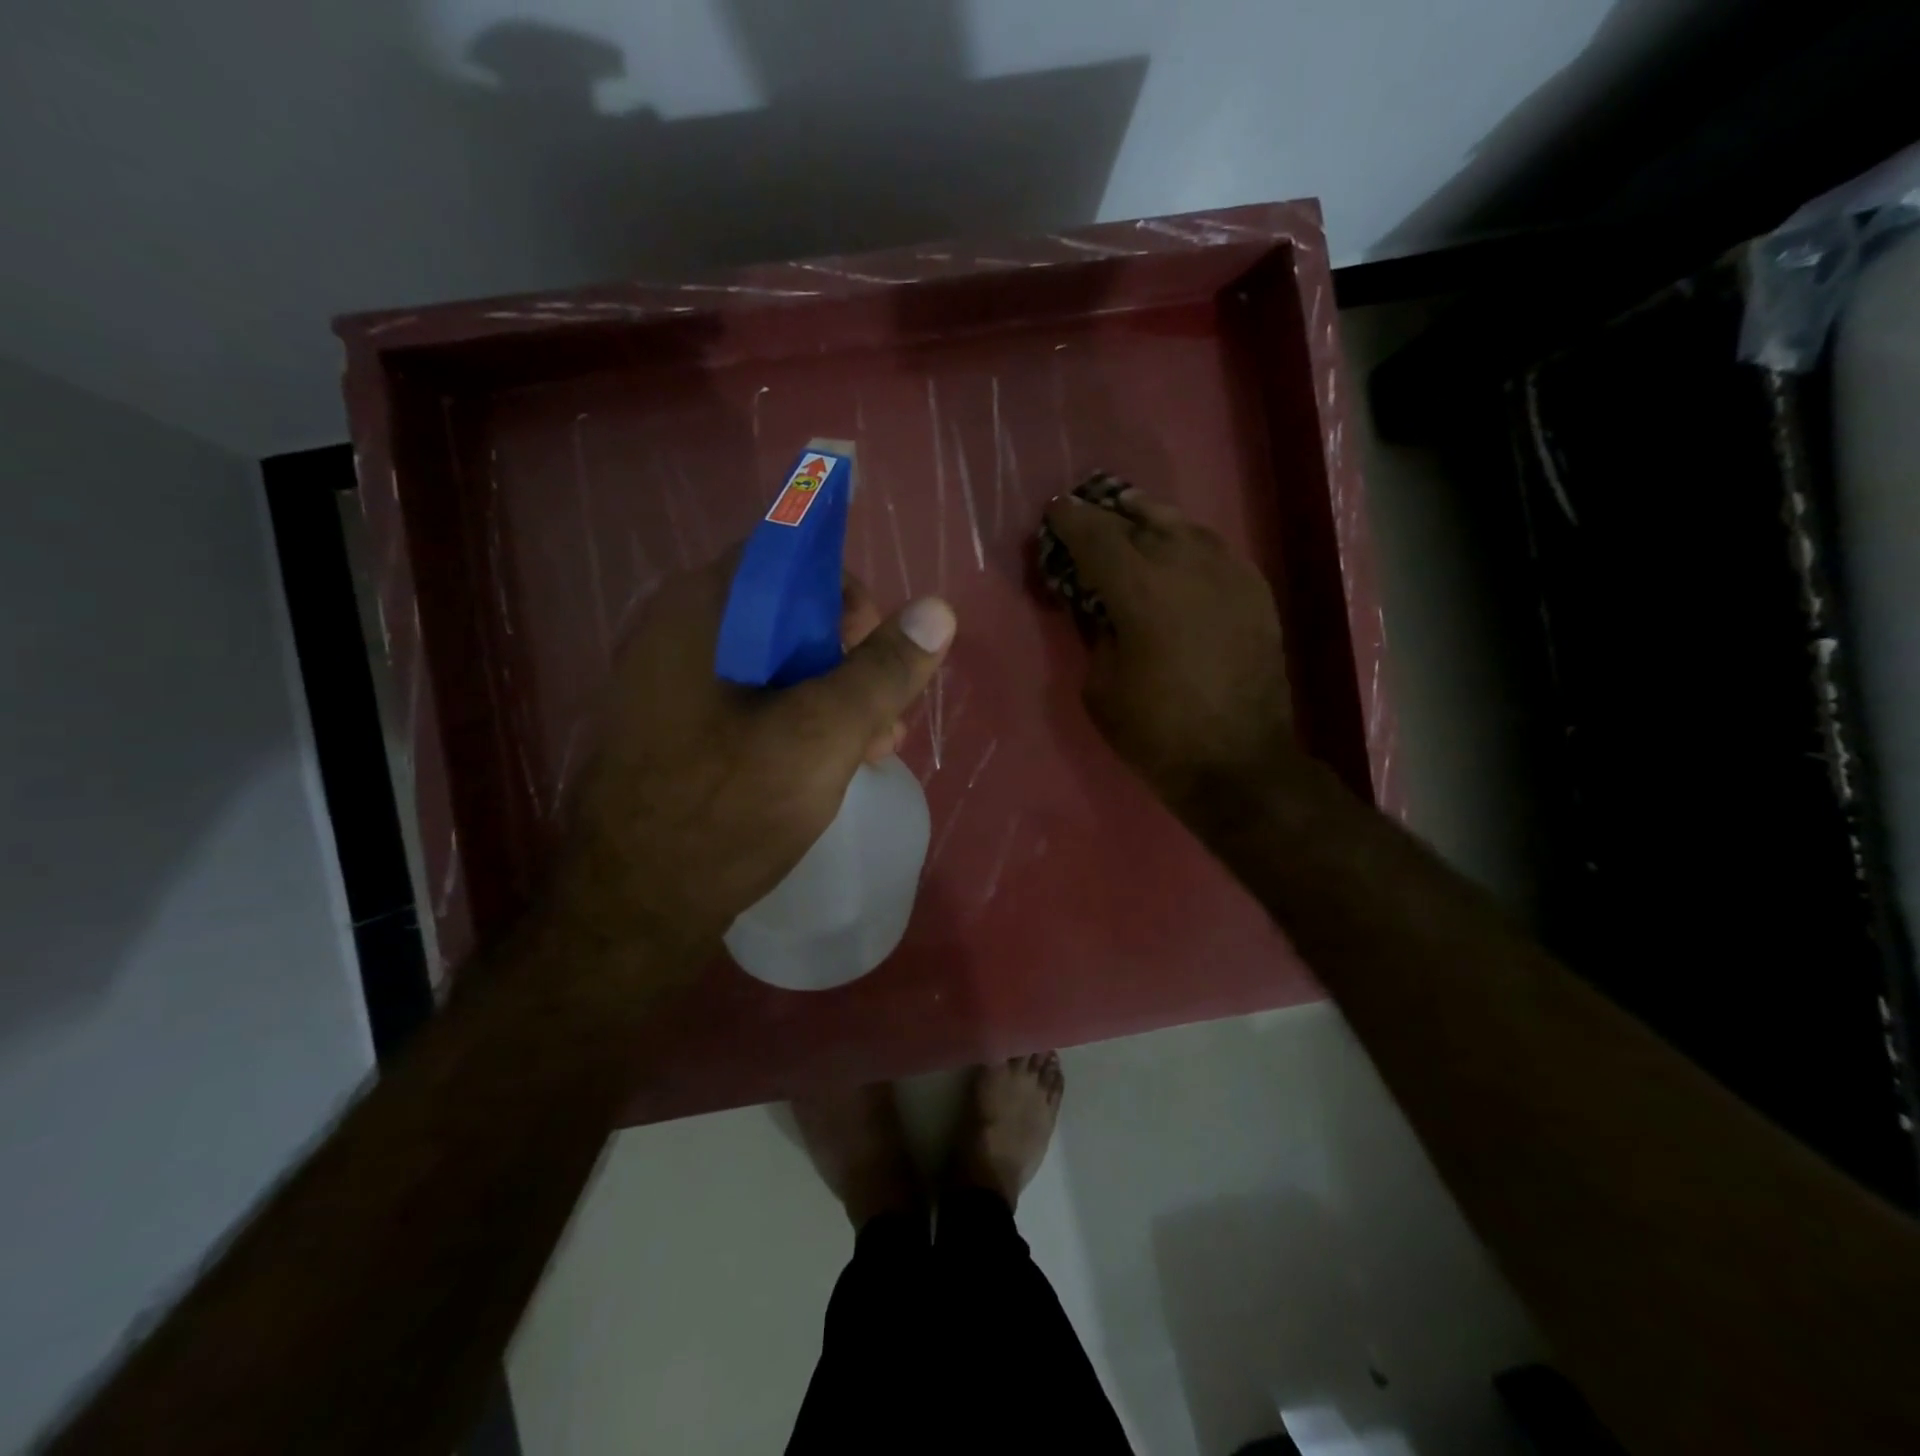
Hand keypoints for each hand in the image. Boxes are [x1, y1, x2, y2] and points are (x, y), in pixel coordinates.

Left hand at [548, 557, 954, 972]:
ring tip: (875, 746)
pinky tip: (833, 763)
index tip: (878, 645)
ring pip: (774, 663)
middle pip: (785, 612)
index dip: (845, 591)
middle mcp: (678, 632)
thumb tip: (939, 609)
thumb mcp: (823, 735)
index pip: (787, 554)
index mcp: (702, 611)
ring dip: (833, 694)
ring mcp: (672, 685)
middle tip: (884, 710)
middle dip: (849, 656)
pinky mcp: (678, 730)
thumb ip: (883, 670)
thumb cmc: (726, 812)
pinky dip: (798, 720)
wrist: (632, 912)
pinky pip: (751, 702)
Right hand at [1041, 485, 1290, 808]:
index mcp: (1140, 589)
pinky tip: (1176, 551)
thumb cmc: (1156, 732)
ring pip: (1181, 525)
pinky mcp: (1255, 590)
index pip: (1096, 535)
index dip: (1070, 520)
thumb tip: (1100, 604)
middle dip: (1105, 515)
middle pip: (1137, 520)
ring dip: (1148, 519)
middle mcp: (1186, 565)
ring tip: (1129, 518)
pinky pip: (1212, 548)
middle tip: (1086, 516)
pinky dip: (1185, 542)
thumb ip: (1095, 632)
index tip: (1054, 513)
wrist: (1238, 761)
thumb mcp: (1100, 686)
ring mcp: (1227, 573)